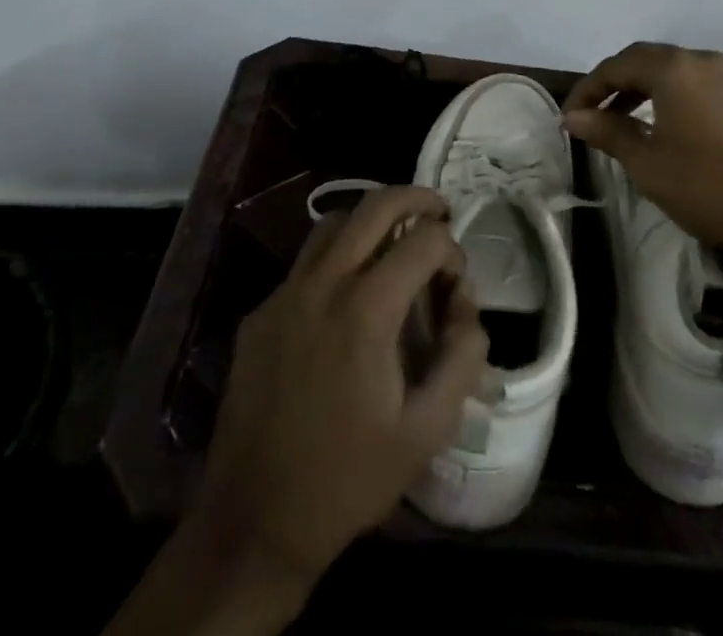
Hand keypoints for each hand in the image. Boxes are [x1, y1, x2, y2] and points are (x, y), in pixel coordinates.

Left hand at [190, 186, 488, 590]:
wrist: (254, 523)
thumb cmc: (348, 479)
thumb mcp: (426, 431)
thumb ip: (462, 358)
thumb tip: (468, 306)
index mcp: (366, 310)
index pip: (423, 241)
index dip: (452, 251)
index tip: (456, 284)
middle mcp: (322, 285)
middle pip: (375, 205)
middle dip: (416, 199)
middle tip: (438, 213)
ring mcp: (284, 294)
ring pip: (333, 223)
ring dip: (370, 220)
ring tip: (394, 245)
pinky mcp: (259, 313)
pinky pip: (304, 262)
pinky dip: (336, 257)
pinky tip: (347, 299)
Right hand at [564, 42, 722, 259]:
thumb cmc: (707, 186)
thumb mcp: (647, 163)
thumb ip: (607, 131)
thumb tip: (573, 117)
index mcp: (673, 68)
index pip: (616, 66)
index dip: (587, 89)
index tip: (569, 116)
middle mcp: (698, 59)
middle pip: (642, 59)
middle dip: (611, 83)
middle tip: (589, 113)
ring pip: (668, 69)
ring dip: (638, 87)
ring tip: (616, 118)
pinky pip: (690, 81)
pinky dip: (664, 94)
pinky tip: (655, 122)